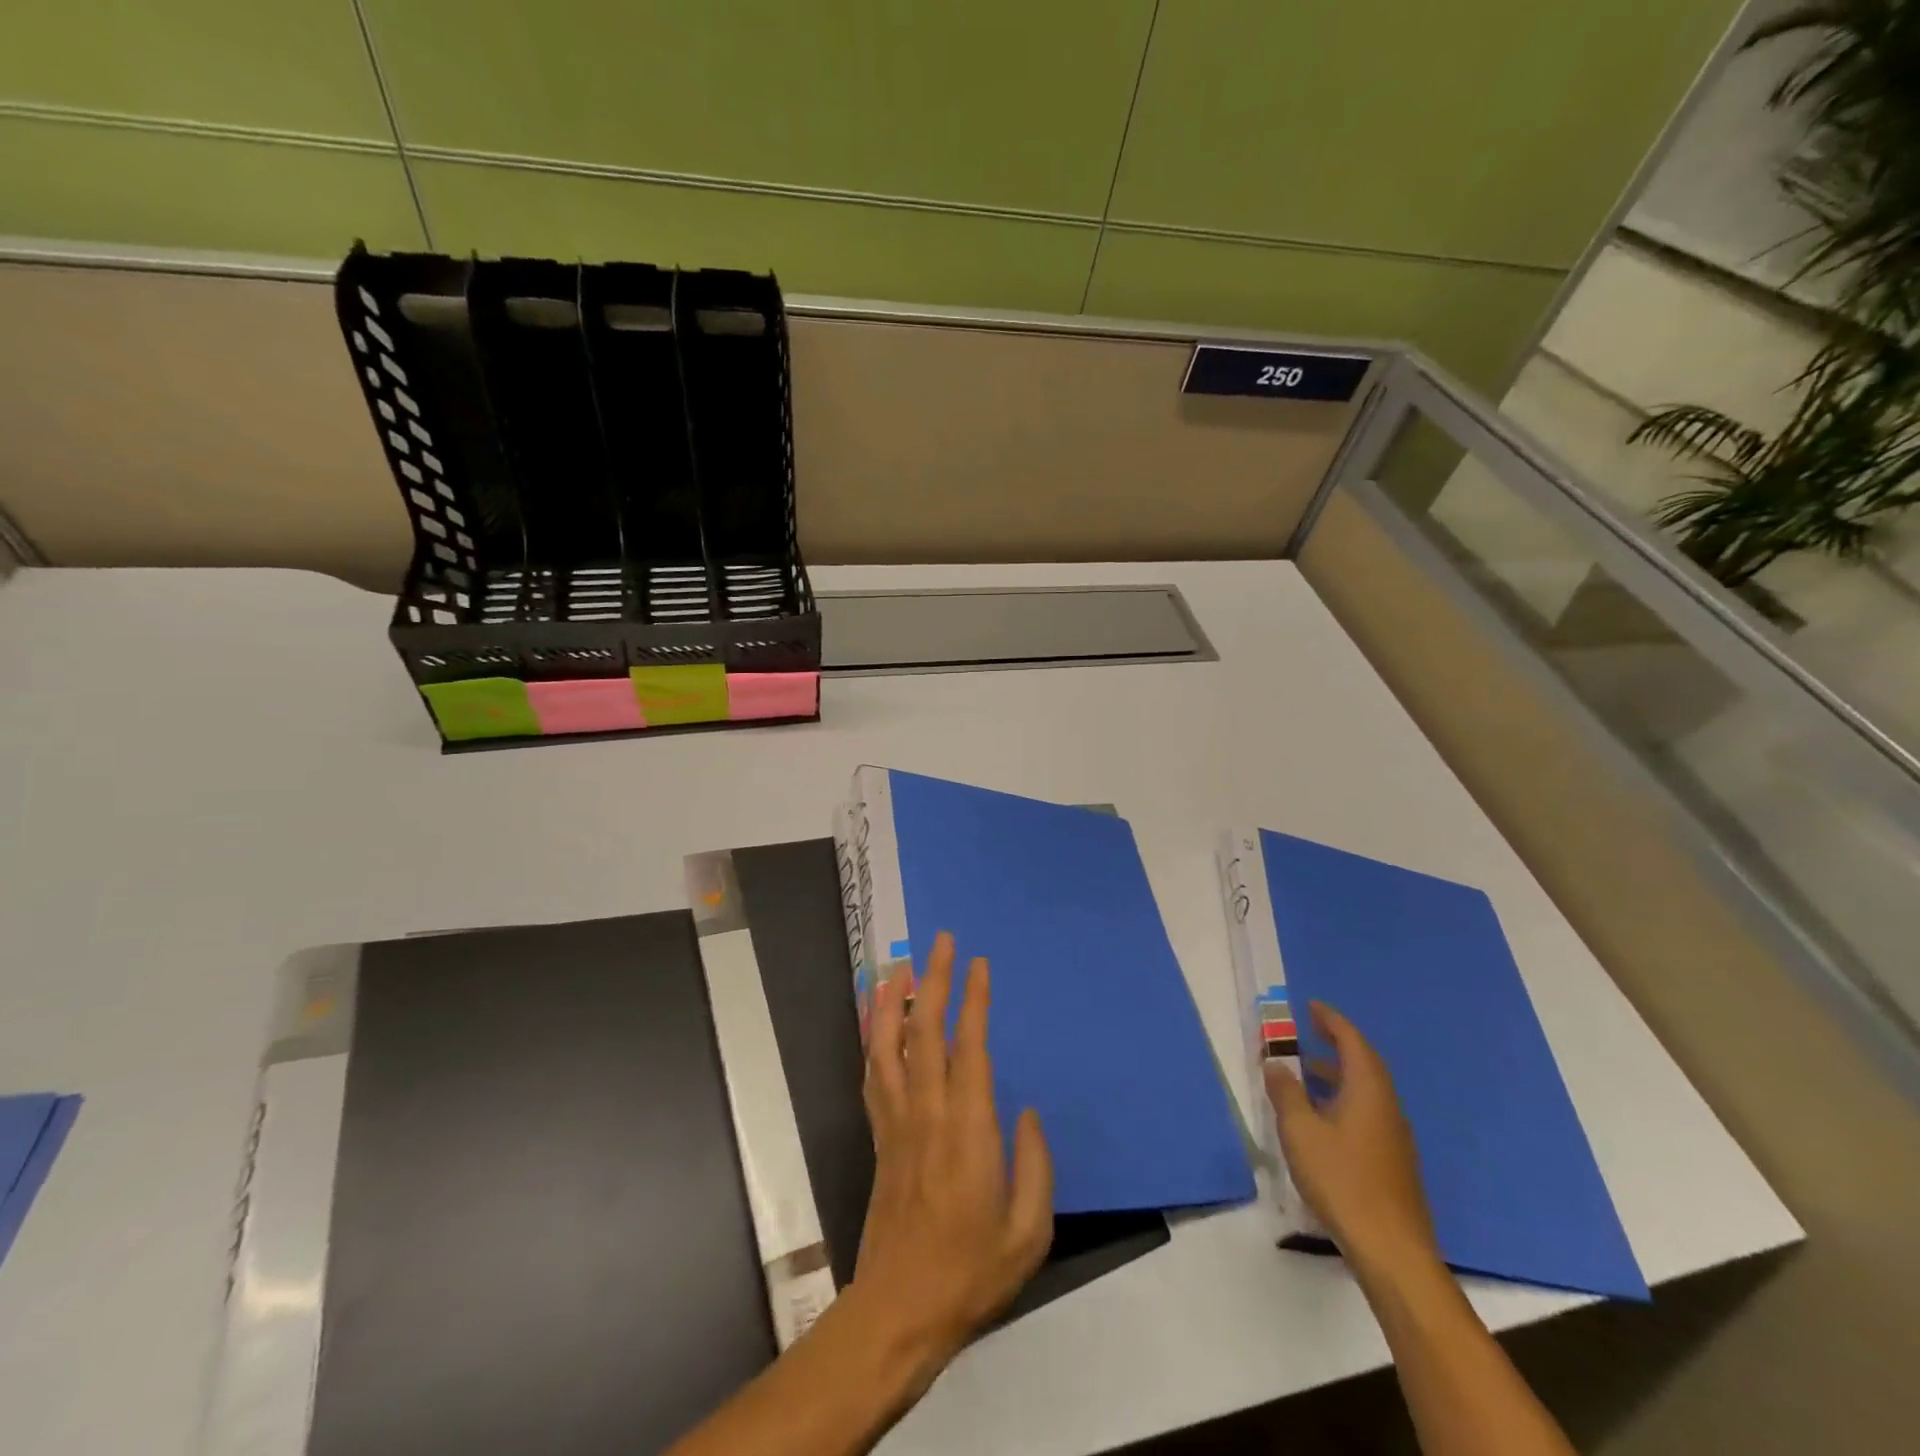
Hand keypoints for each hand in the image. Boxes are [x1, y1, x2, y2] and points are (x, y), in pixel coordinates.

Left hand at [844, 932, 1053, 1392]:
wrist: (899, 1310)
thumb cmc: (971, 1273)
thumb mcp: (1029, 1232)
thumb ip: (1036, 1166)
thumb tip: (1027, 1112)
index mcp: (968, 1129)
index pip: (970, 1047)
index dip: (974, 1001)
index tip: (979, 964)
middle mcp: (927, 1112)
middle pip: (925, 1031)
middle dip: (934, 980)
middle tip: (942, 942)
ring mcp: (896, 1122)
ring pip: (888, 1045)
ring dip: (892, 1000)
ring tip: (900, 966)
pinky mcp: (879, 1136)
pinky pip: (873, 1075)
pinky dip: (872, 1039)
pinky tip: (875, 1020)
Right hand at [1265, 1002, 1440, 1284]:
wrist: (1393, 1252)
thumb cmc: (1343, 1181)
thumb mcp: (1301, 1132)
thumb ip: (1286, 1093)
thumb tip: (1276, 1064)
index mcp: (1368, 1092)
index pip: (1352, 1042)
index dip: (1331, 1021)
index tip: (1310, 1007)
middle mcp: (1387, 1107)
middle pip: (1364, 1064)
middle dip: (1336, 1044)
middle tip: (1308, 1032)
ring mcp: (1394, 1137)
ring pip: (1365, 1091)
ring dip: (1337, 1074)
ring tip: (1305, 1074)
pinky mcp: (1392, 1162)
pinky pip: (1366, 1113)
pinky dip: (1343, 1100)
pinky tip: (1322, 1119)